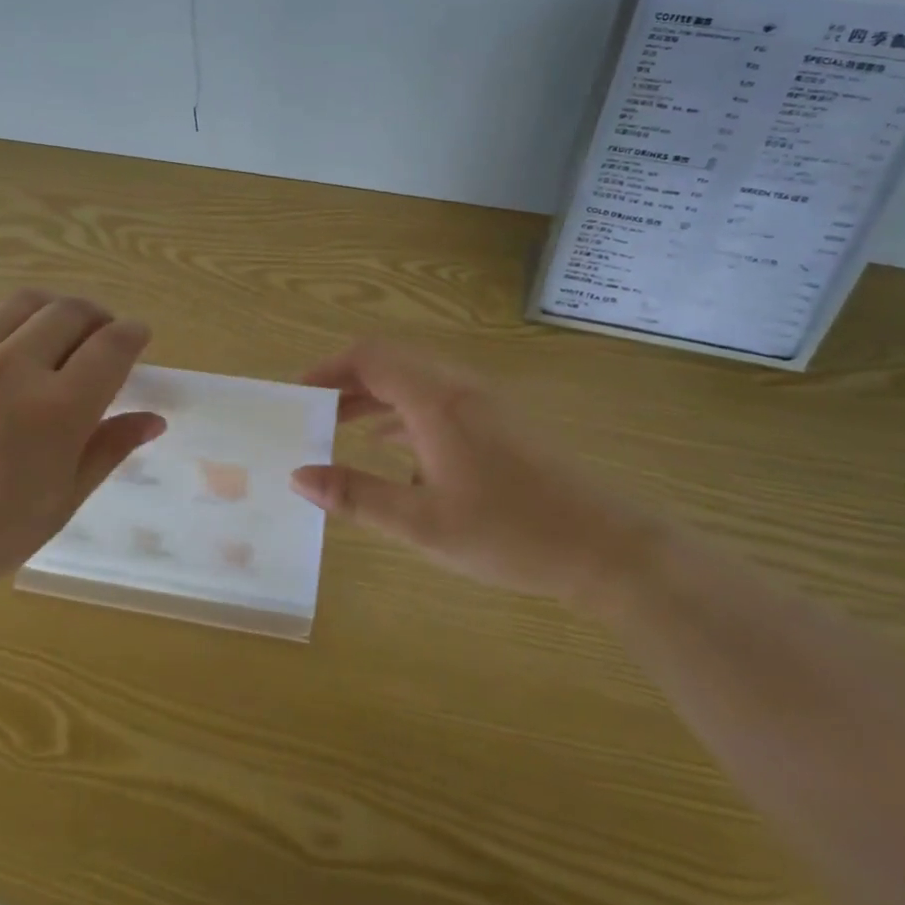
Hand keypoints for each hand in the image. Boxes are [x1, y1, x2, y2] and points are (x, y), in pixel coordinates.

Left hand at [0, 290, 164, 620]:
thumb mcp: (58, 504)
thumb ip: (107, 451)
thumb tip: (152, 419)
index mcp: (57, 410)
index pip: (112, 347)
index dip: (132, 335)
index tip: (138, 336)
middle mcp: (14, 368)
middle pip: (70, 313)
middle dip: (97, 317)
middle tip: (99, 336)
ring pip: (23, 304)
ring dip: (51, 309)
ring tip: (54, 329)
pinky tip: (0, 336)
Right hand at [292, 342, 661, 614]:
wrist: (607, 547)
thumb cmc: (510, 532)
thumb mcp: (423, 524)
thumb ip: (357, 496)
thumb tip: (299, 477)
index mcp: (436, 399)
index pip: (369, 357)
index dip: (327, 368)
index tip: (297, 394)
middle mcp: (458, 386)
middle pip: (390, 362)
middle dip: (346, 382)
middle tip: (312, 414)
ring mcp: (484, 401)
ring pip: (415, 381)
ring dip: (374, 397)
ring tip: (339, 429)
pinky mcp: (499, 420)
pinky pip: (437, 399)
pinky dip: (403, 412)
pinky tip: (392, 449)